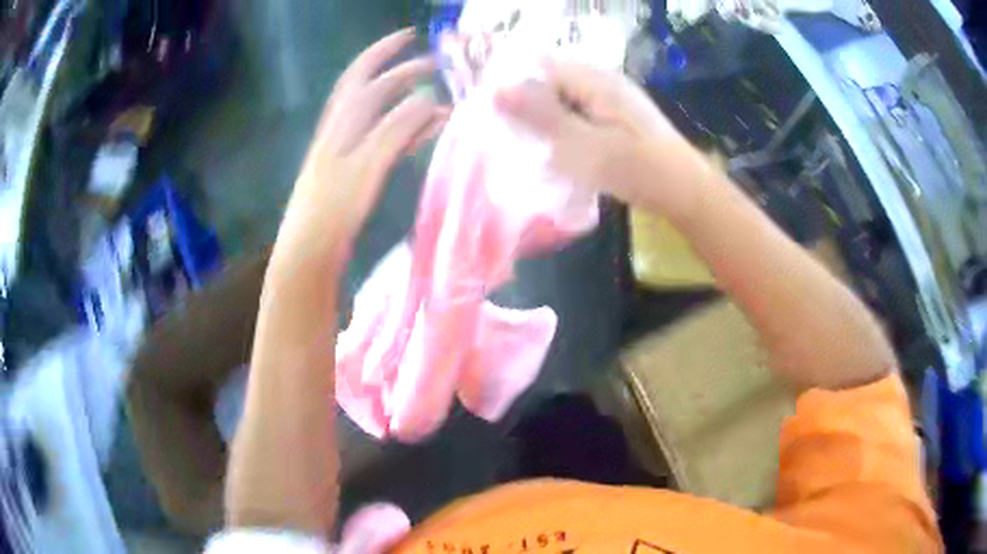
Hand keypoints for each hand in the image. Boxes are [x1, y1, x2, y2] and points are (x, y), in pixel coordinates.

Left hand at [276, 29, 447, 263]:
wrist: (309, 254)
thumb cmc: (333, 211)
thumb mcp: (366, 165)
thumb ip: (396, 129)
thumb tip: (428, 98)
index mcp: (340, 124)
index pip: (362, 74)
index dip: (384, 51)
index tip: (413, 36)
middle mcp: (341, 131)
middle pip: (373, 92)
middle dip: (403, 75)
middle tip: (437, 69)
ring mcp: (347, 153)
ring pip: (381, 117)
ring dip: (408, 104)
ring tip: (441, 101)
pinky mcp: (354, 173)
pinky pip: (384, 142)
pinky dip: (406, 132)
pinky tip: (424, 134)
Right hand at [495, 60, 705, 223]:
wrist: (685, 191)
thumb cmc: (635, 168)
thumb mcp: (582, 145)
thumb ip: (540, 115)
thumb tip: (497, 89)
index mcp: (594, 79)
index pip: (538, 66)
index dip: (513, 86)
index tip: (496, 118)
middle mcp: (602, 80)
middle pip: (550, 82)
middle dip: (527, 106)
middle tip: (510, 138)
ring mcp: (612, 98)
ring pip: (564, 100)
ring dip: (545, 120)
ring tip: (529, 147)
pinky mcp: (617, 117)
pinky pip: (579, 114)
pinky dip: (564, 129)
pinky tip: (559, 151)